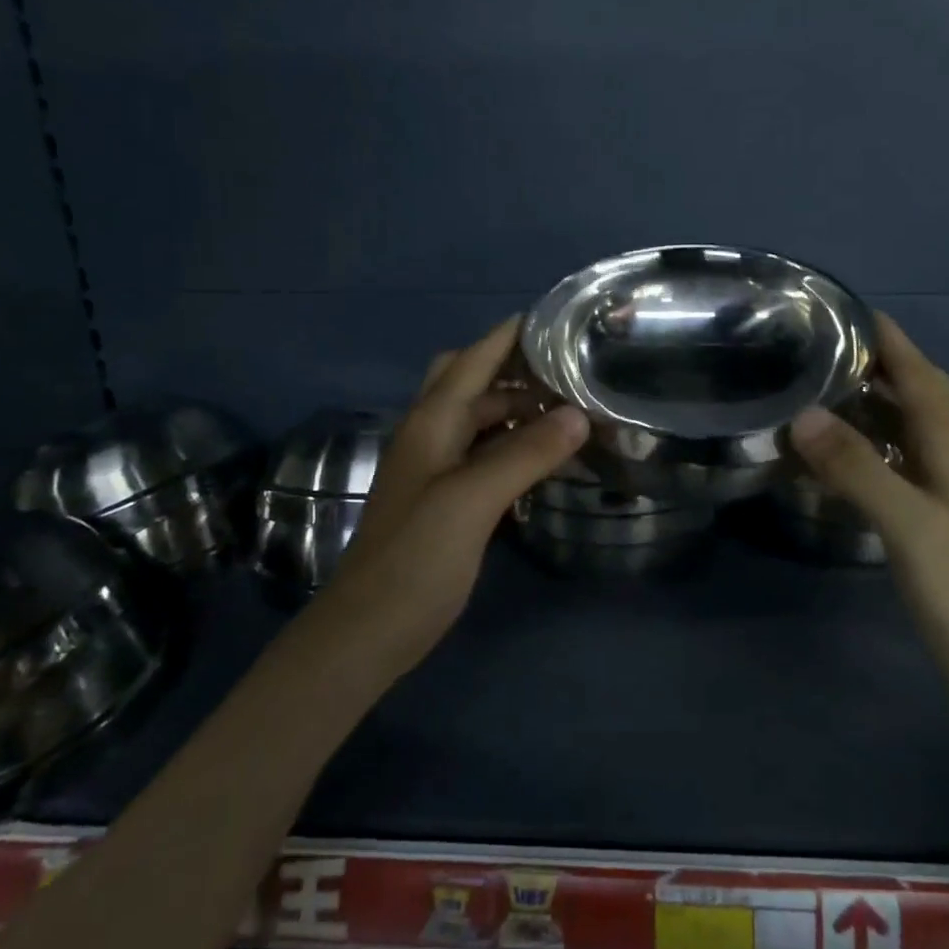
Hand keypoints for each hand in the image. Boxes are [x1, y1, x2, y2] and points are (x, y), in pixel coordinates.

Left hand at [315, 317, 588, 671]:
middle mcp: (430, 434)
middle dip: (514, 366)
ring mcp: (434, 467)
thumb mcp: (473, 500)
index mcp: (432, 421)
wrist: (369, 630)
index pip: (474, 358)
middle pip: (470, 379)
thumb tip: (579, 413)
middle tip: (567, 367)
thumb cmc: (416, 557)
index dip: (511, 334)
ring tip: (568, 405)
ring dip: (516, 405)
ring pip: (478, 417)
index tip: (559, 319)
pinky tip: (543, 454)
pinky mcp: (444, 497)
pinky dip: (512, 441)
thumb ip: (525, 453)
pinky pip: (483, 451)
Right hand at [788, 314, 948, 716]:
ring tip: (814, 393)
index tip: (850, 311)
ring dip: (866, 409)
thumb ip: (859, 469)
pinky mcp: (932, 527)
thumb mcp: (912, 525)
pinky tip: (832, 462)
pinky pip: (892, 471)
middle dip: (873, 368)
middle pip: (914, 399)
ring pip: (902, 434)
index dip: (892, 341)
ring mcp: (944, 497)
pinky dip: (862, 454)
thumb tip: (803, 414)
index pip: (922, 378)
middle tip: (816, 351)